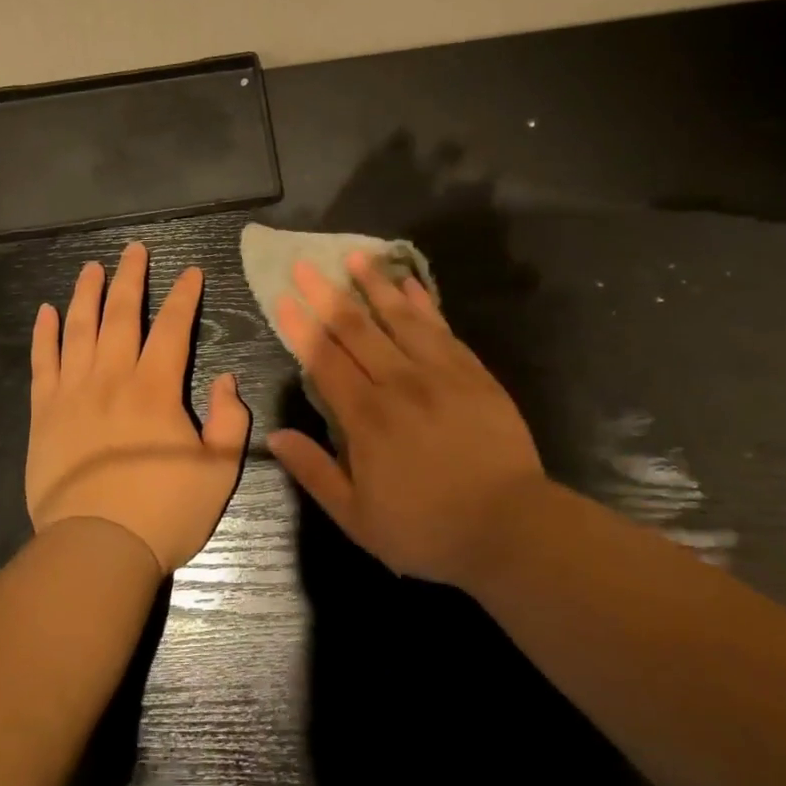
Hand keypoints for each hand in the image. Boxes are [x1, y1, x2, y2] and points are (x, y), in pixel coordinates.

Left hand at [27, 241, 249, 573]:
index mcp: (156, 389)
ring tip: (92, 268)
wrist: (96, 549)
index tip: (191, 271)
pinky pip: (43, 363)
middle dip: (131, 278)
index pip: (174, 328)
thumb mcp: (218, 472)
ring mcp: (73, 393)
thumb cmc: (163, 512)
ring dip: (86, 294)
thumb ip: (230, 421)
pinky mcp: (44, 413)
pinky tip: (46, 312)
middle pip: (122, 315)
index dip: (185, 296)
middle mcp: (112, 378)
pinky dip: (44, 334)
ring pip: (79, 329)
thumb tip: (228, 379)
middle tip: (134, 250)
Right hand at [266, 251, 544, 587]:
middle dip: (326, 293)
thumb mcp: (357, 518)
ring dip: (374, 285)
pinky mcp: (472, 373)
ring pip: (399, 318)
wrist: (510, 528)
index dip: (300, 326)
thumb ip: (314, 472)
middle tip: (305, 263)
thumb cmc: (427, 528)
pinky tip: (411, 285)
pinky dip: (423, 304)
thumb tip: (274, 436)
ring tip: (355, 257)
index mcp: (365, 417)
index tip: (283, 296)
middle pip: (355, 328)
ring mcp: (438, 373)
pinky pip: (441, 329)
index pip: (324, 358)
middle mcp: (397, 383)